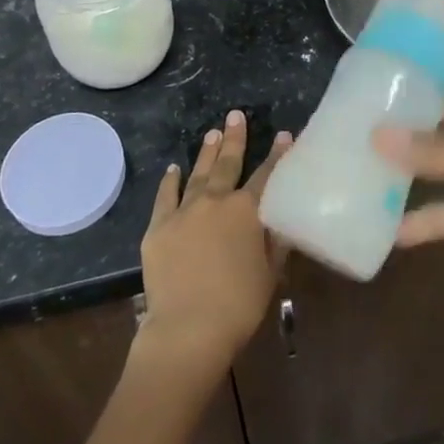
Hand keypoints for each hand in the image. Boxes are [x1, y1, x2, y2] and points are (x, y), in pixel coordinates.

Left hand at [138, 111, 291, 377]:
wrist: (187, 328)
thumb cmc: (238, 305)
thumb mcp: (270, 274)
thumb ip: (276, 242)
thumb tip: (283, 220)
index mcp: (246, 211)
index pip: (266, 175)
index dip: (277, 155)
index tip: (284, 135)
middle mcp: (216, 201)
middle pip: (228, 163)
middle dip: (235, 138)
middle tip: (235, 115)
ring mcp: (184, 211)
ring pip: (198, 173)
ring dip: (206, 152)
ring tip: (212, 133)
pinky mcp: (158, 227)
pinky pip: (165, 196)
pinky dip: (170, 181)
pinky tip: (173, 169)